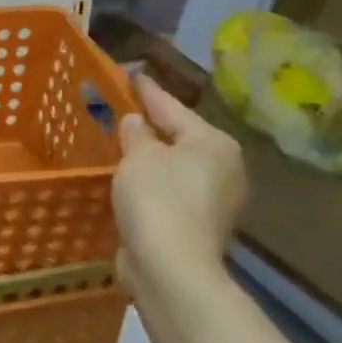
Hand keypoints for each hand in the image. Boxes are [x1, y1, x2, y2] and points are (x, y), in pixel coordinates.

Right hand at [112, 70, 245, 306]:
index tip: (128, 74)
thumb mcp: (139, 155)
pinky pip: (168, 190)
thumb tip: (136, 122)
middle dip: (150, 126)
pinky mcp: (197, 224)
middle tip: (119, 109)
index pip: (171, 106)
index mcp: (213, 143)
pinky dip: (149, 182)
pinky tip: (127, 178)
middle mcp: (222, 167)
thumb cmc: (158, 199)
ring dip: (149, 156)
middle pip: (178, 136)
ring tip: (118, 142)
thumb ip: (136, 133)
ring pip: (174, 165)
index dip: (146, 90)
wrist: (171, 268)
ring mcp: (214, 199)